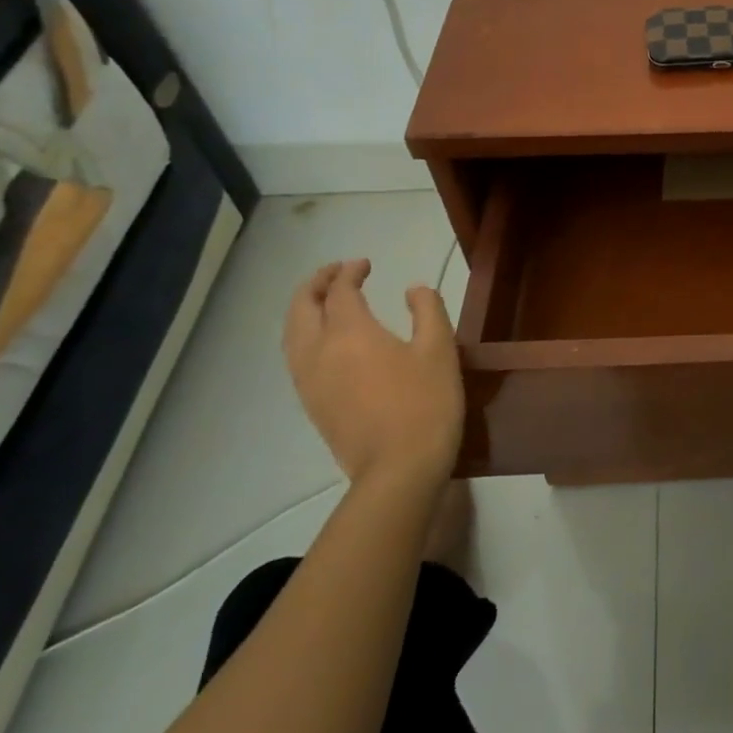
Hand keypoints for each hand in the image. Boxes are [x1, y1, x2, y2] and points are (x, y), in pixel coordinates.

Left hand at [282, 259, 464, 487]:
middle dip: (315, 284)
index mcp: (350, 332)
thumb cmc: (426, 402)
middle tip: (336, 273)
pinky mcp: (311, 404)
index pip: (339, 291)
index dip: (349, 272)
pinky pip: (295, 357)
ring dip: (303, 309)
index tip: (365, 263)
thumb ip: (427, 309)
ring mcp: (309, 381)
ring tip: (324, 301)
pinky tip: (323, 341)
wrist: (399, 468)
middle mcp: (319, 351)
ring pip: (292, 334)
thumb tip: (414, 290)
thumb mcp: (440, 348)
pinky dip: (303, 335)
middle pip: (301, 308)